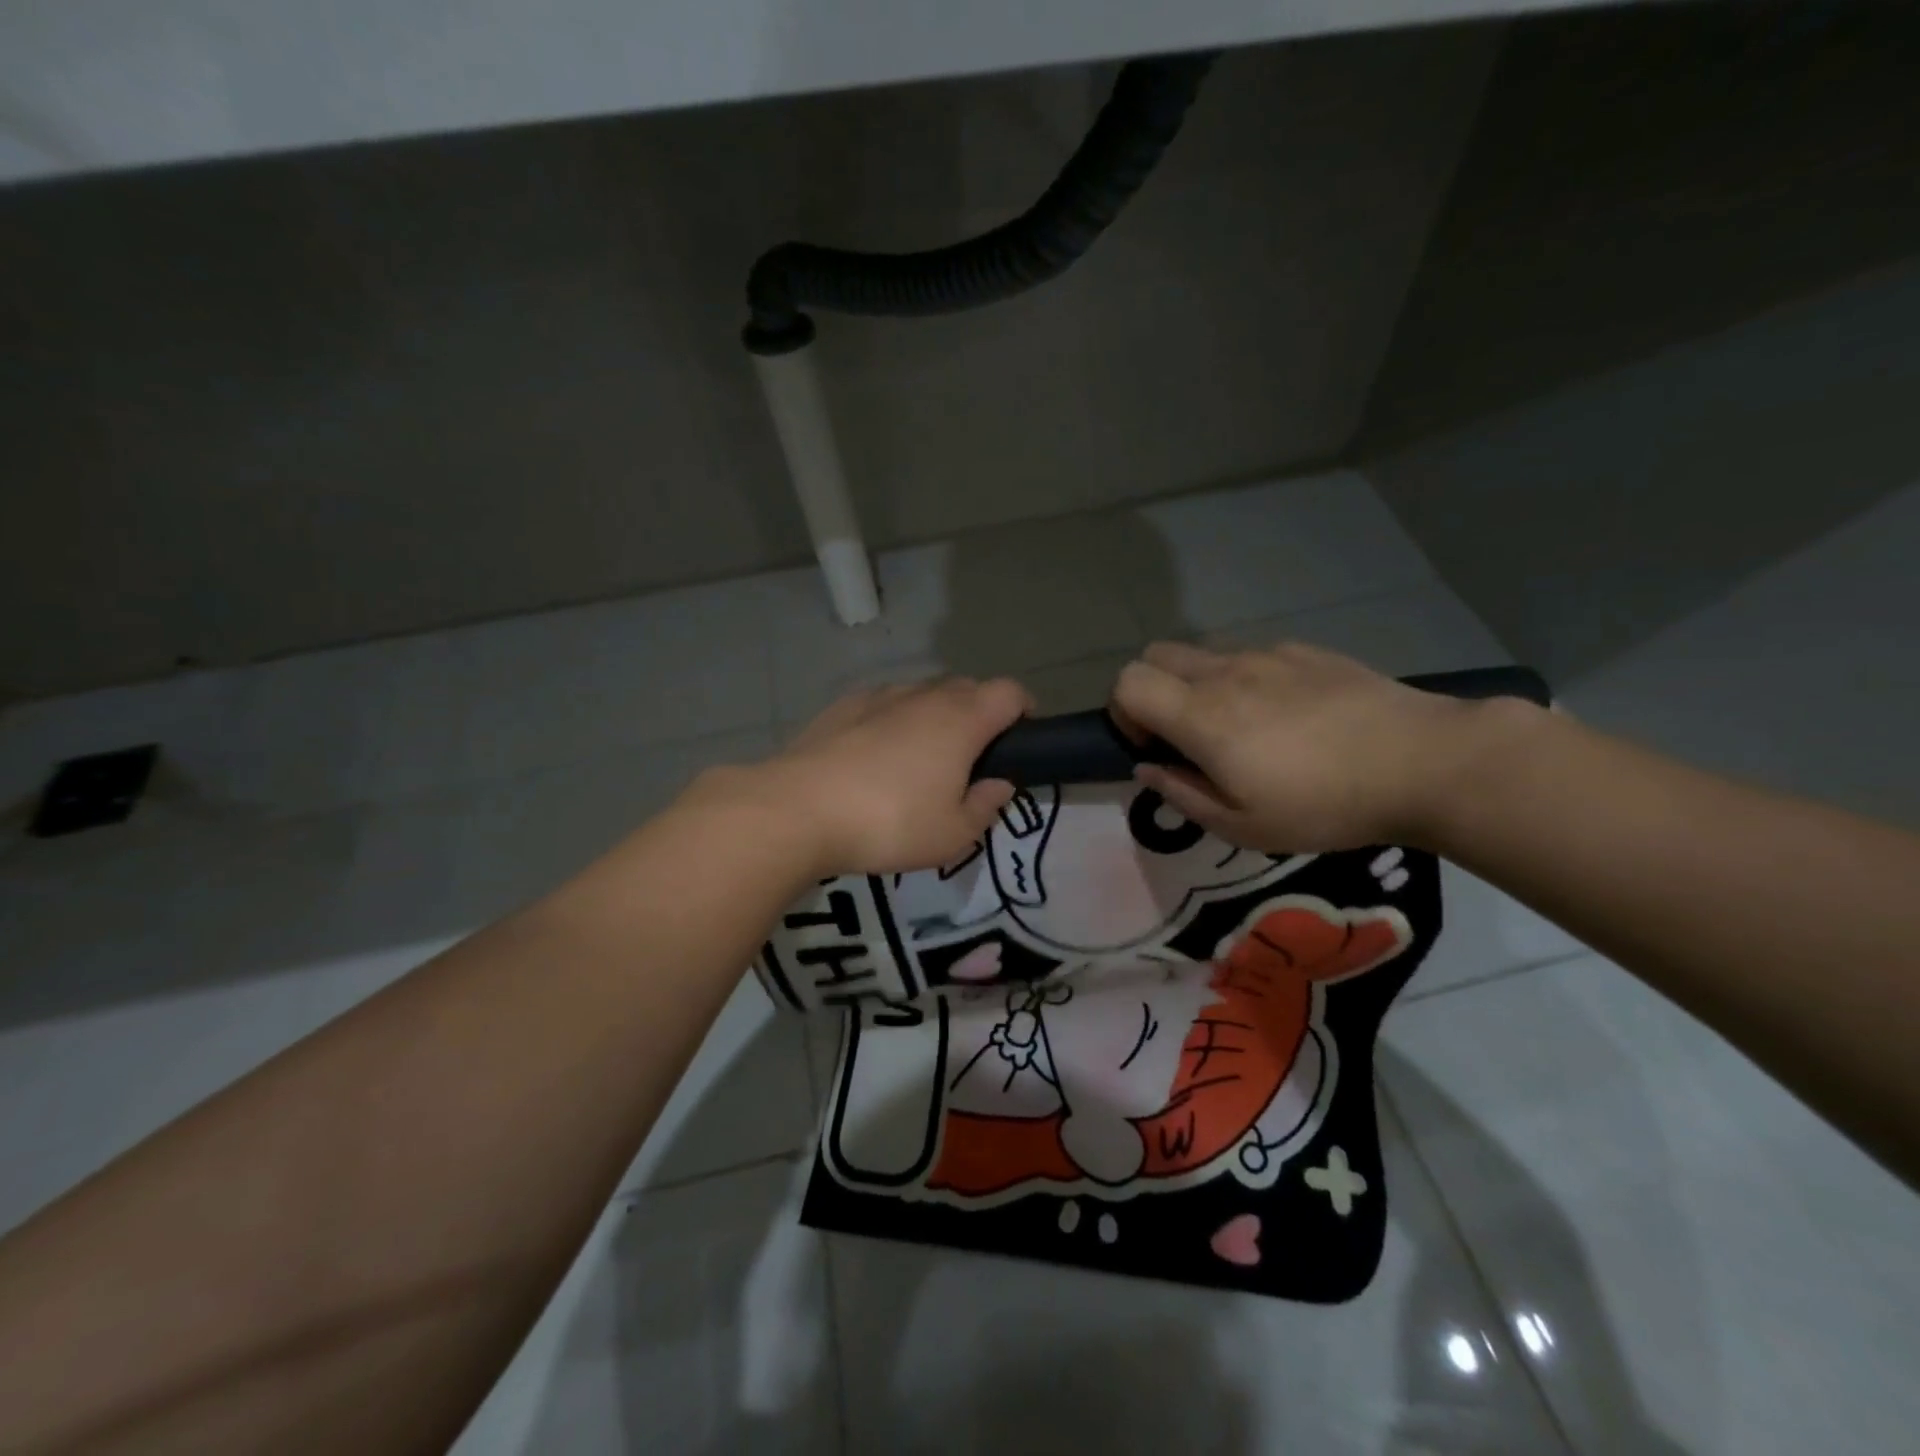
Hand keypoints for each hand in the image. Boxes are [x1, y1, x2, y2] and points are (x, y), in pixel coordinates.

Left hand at [720, 677, 1032, 876]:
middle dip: (980, 715)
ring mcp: (879, 696)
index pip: (1010, 692)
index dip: (1024, 709)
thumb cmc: (890, 824)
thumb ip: (986, 806)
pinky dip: (893, 721)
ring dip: (934, 717)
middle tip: (971, 760)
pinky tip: (875, 757)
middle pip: (968, 688)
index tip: (1021, 739)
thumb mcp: (953, 835)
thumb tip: (999, 784)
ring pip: (923, 695)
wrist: (799, 810)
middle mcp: (924, 696)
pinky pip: (884, 705)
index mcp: (962, 720)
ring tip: (920, 761)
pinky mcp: (842, 706)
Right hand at [1112, 641, 1501, 851]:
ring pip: (1204, 655)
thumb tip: (1147, 768)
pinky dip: (1246, 680)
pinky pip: (1252, 656)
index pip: (1129, 682)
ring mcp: (1267, 655)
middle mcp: (1225, 673)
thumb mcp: (1244, 826)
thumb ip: (1182, 794)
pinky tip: (1289, 716)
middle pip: (1156, 655)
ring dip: (1199, 686)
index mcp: (1202, 715)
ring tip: (1242, 729)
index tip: (1151, 747)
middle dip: (1152, 691)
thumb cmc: (1324, 804)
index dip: (1123, 712)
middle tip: (1183, 735)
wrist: (1423, 762)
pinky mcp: (1305, 651)